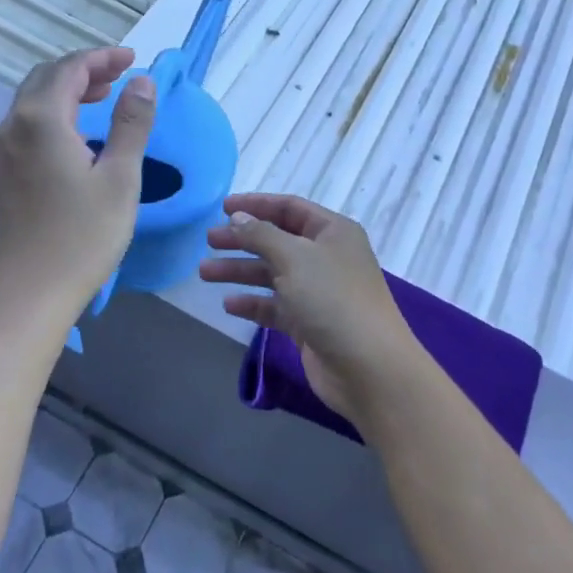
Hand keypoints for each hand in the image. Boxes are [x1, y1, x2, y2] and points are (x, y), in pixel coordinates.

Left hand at [0, 47, 155, 337]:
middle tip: (122, 75)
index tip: (134, 60)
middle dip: (85, 69)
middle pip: (47, 78)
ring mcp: (3, 150)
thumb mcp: (119, 178)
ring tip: (106, 95)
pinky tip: (79, 132)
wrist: (27, 294)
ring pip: (34, 99)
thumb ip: (131, 124)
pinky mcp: (3, 171)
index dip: (103, 58)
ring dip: (69, 89)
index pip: (70, 68)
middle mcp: (14, 125)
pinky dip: (56, 111)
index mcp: (41, 119)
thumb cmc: (81, 237)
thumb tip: (143, 82)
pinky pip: (28, 122)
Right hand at [201, 193, 424, 425]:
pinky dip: (253, 304)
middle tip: (209, 240)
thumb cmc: (332, 299)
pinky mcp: (310, 324)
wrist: (368, 367)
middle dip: (243, 240)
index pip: (290, 208)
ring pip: (273, 274)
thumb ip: (261, 234)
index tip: (222, 207)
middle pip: (278, 241)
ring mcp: (319, 292)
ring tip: (204, 272)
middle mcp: (327, 257)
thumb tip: (238, 217)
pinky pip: (276, 306)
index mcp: (333, 232)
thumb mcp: (294, 257)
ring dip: (241, 272)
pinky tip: (229, 304)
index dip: (256, 205)